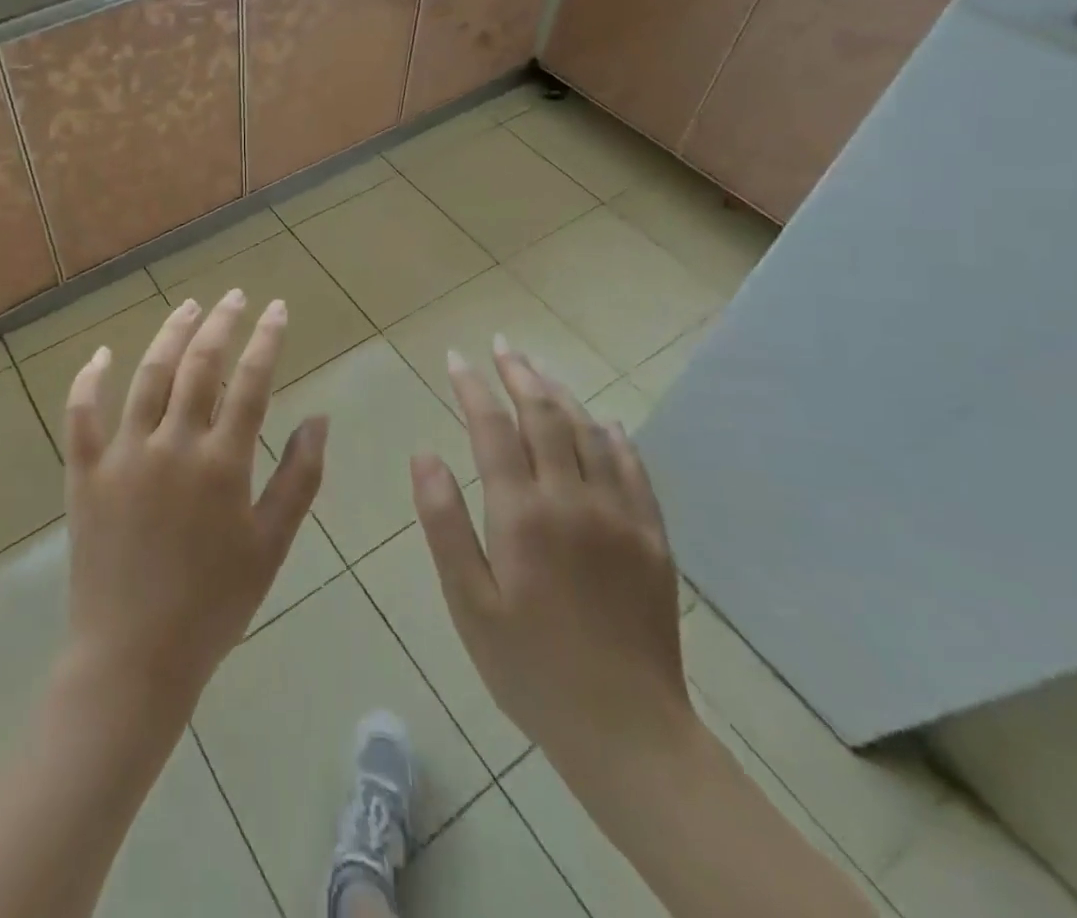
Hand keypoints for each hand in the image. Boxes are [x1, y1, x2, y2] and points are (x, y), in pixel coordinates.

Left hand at [61, 291, 328, 722]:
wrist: (134, 657)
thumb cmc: (214, 604)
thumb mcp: (271, 546)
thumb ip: (299, 477)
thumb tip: (320, 418)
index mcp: (221, 463)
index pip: (251, 382)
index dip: (266, 339)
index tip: (276, 308)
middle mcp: (171, 445)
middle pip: (199, 365)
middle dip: (221, 323)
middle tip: (235, 296)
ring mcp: (123, 455)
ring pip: (147, 376)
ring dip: (170, 334)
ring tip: (189, 307)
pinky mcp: (85, 472)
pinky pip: (81, 415)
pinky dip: (89, 380)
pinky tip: (101, 354)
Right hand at [411, 338, 693, 785]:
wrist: (627, 731)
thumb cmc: (529, 667)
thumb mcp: (468, 602)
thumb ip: (443, 523)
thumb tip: (424, 455)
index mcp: (522, 515)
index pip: (493, 430)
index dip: (473, 388)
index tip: (456, 359)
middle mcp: (573, 500)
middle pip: (545, 416)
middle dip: (520, 374)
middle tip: (502, 345)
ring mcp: (620, 516)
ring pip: (590, 433)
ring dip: (562, 395)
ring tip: (539, 371)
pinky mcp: (652, 538)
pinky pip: (634, 469)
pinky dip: (614, 436)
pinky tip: (604, 423)